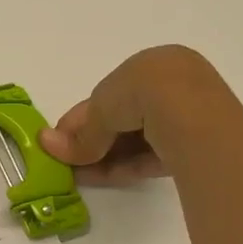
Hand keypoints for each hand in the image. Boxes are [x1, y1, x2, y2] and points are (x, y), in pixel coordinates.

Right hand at [38, 45, 215, 185]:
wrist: (190, 111)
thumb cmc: (140, 92)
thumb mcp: (100, 110)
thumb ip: (80, 135)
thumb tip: (45, 144)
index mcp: (150, 65)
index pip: (109, 95)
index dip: (81, 119)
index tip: (60, 141)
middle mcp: (171, 85)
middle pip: (123, 119)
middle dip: (93, 142)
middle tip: (68, 163)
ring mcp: (188, 116)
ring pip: (138, 140)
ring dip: (106, 157)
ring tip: (79, 177)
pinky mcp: (197, 147)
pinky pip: (154, 155)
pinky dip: (127, 166)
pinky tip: (102, 178)